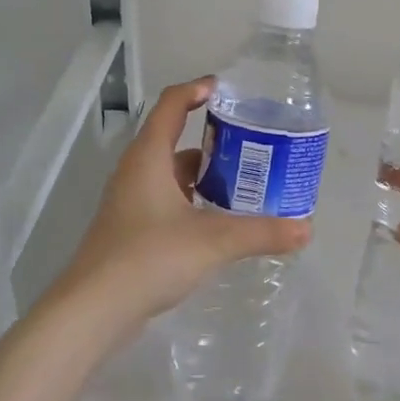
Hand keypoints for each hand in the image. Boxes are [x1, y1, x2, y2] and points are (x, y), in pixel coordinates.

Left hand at [55, 77, 311, 333]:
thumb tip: (305, 229)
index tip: (226, 90)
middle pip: (173, 140)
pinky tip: (217, 222)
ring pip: (171, 175)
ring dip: (202, 175)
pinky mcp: (130, 231)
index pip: (171, 104)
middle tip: (251, 145)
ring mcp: (130, 203)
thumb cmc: (149, 258)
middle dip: (211, 140)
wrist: (94, 310)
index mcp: (149, 158)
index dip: (196, 89)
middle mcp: (136, 173)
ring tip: (242, 184)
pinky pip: (167, 202)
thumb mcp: (212, 241)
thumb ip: (260, 232)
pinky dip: (192, 203)